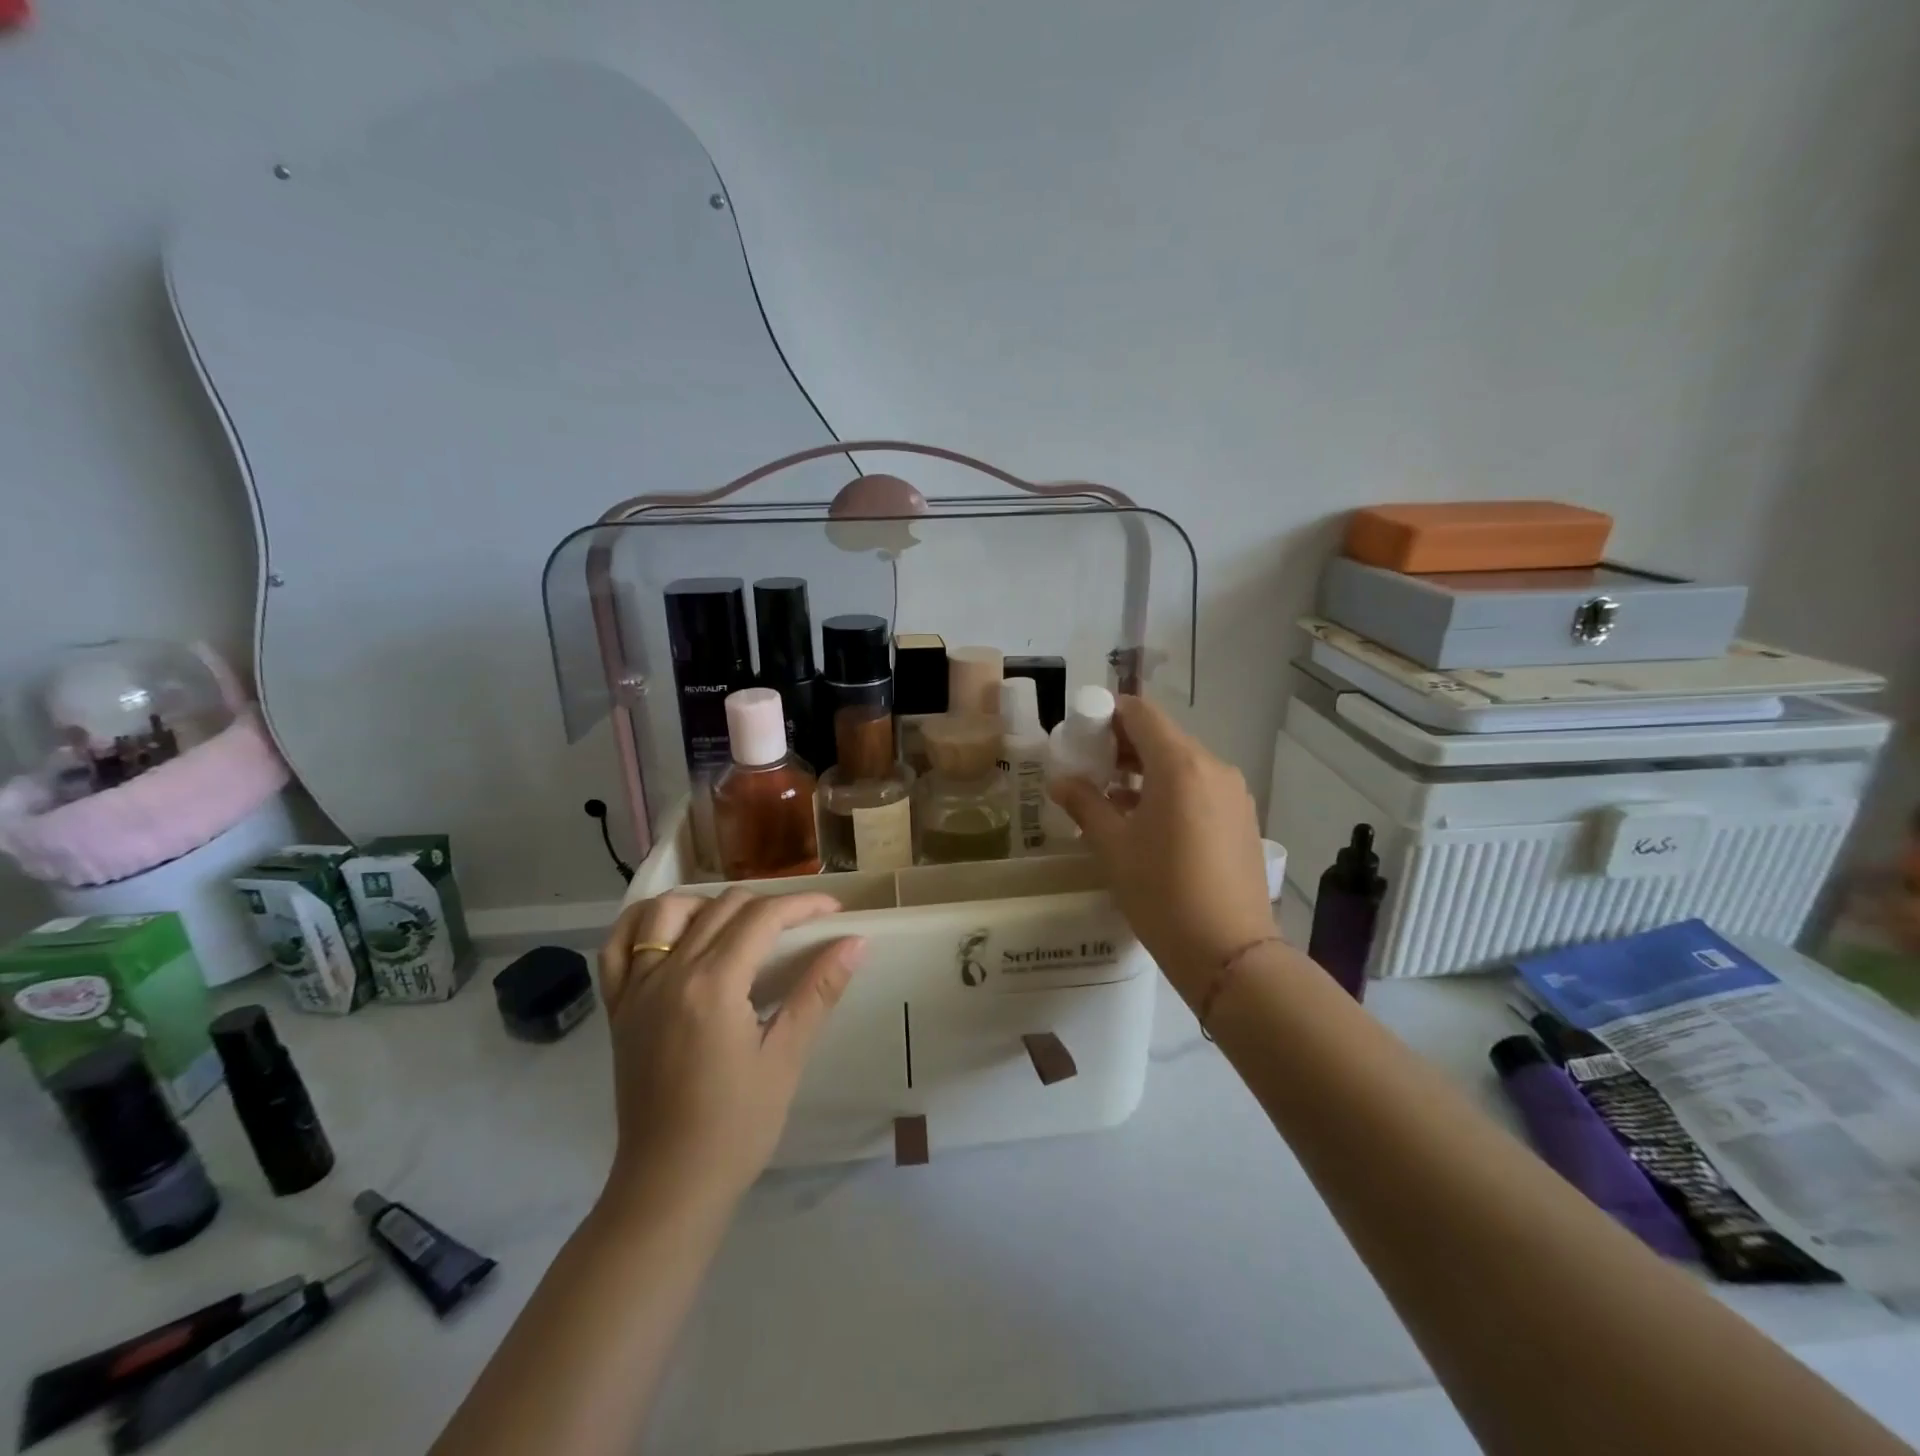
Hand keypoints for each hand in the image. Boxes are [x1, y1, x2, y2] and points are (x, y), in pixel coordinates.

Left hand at [596, 890, 865, 1210]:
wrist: (669, 1185)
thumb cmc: (737, 1127)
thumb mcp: (786, 1058)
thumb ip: (818, 991)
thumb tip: (855, 942)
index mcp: (713, 985)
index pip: (763, 918)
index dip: (803, 905)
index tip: (834, 910)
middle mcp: (670, 973)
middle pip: (722, 907)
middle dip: (769, 904)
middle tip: (801, 925)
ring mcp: (637, 988)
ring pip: (668, 911)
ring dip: (709, 903)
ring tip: (738, 925)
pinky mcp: (619, 1008)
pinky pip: (618, 946)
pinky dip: (643, 923)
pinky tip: (671, 929)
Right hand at [1050, 696, 1274, 1003]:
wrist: (1229, 952)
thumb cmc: (1161, 892)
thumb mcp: (1113, 846)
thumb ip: (1084, 804)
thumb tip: (1060, 781)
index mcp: (1180, 764)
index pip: (1140, 713)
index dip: (1107, 716)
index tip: (1081, 738)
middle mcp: (1214, 767)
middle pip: (1162, 737)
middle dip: (1122, 747)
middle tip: (1089, 771)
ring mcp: (1234, 794)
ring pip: (1182, 764)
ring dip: (1146, 772)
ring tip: (1113, 802)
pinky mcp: (1243, 819)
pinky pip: (1200, 789)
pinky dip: (1171, 793)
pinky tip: (1148, 825)